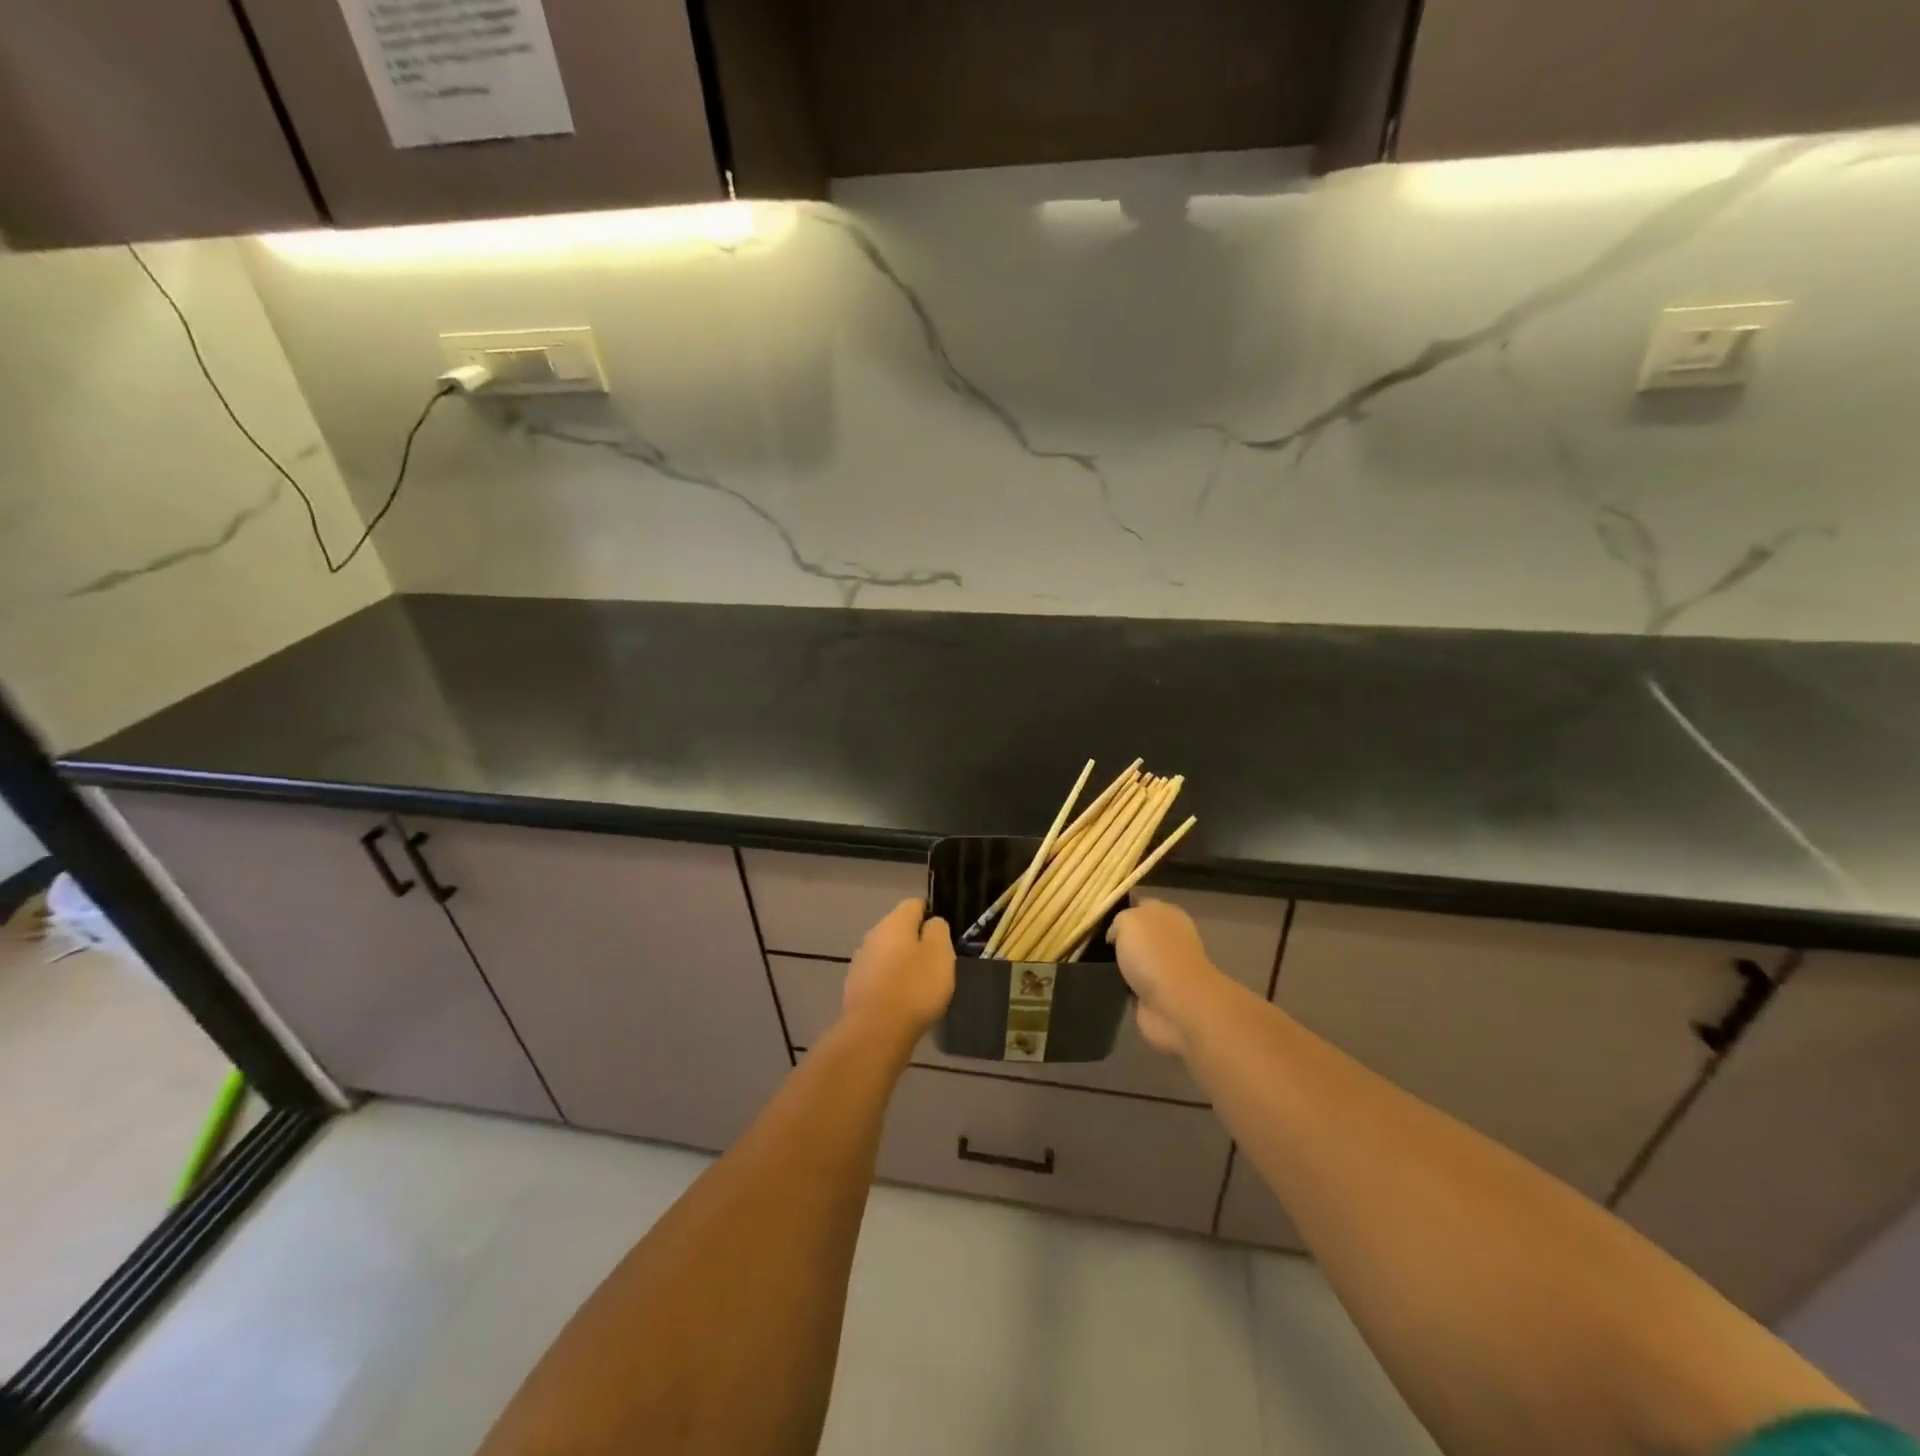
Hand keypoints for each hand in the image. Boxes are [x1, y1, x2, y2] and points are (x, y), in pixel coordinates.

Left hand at [840, 899, 955, 1046]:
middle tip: (936, 963)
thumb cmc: (914, 988)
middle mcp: (873, 935)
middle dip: (917, 942)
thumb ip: (938, 931)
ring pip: (888, 953)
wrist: (875, 1032)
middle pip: (900, 929)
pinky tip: (903, 1002)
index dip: (932, 915)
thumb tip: (931, 923)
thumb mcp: (940, 954)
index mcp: (894, 922)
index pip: (915, 904)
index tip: (944, 936)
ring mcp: (861, 962)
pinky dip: (892, 983)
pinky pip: (880, 976)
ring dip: (903, 963)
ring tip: (921, 986)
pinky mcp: (855, 987)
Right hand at [1110, 899, 1226, 1058]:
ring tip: (1094, 963)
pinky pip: (1132, 985)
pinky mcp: (1157, 995)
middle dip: (1118, 939)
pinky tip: (1106, 983)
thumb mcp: (1128, 920)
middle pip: (1137, 934)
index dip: (1120, 909)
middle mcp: (1169, 939)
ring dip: (1119, 964)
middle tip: (1092, 942)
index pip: (1141, 905)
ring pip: (1134, 960)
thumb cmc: (1153, 953)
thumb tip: (1116, 934)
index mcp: (1168, 914)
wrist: (1175, 1004)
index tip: (1097, 918)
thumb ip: (1120, 919)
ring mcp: (1164, 969)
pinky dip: (1121, 986)